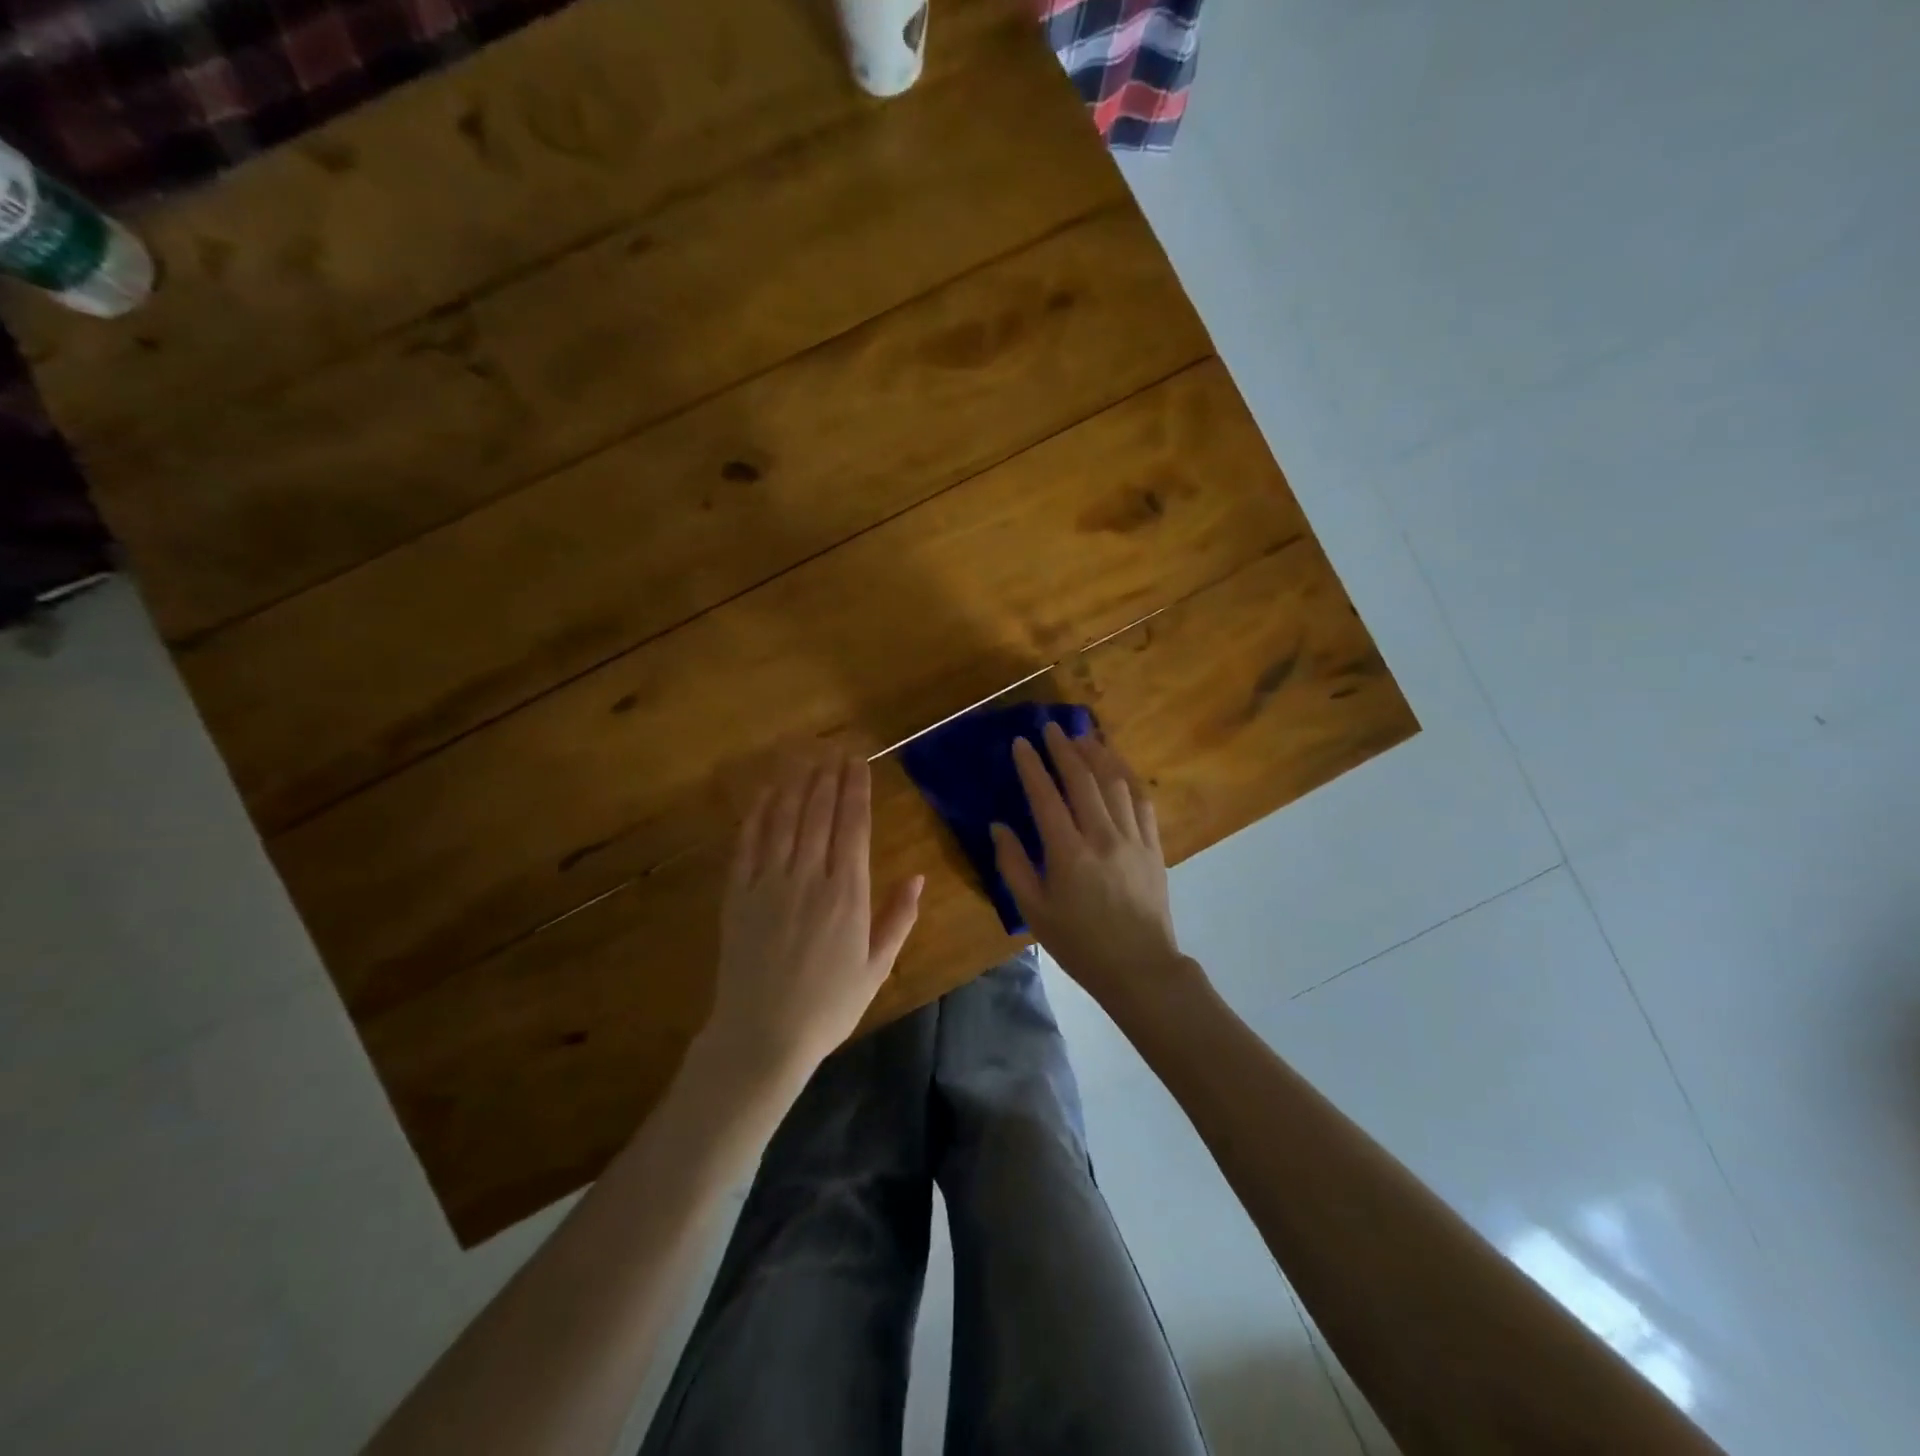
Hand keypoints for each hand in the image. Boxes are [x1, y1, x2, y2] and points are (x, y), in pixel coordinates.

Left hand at [705, 750, 922, 1077]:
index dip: (856, 790)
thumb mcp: (877, 967)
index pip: (854, 827)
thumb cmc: (828, 1005)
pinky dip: (758, 813)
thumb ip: (899, 919)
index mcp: (848, 894)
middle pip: (819, 814)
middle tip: (833, 748)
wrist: (762, 1036)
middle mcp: (809, 878)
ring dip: (796, 784)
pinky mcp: (738, 894)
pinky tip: (766, 793)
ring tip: (804, 757)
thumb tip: (920, 877)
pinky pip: (748, 843)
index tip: (858, 762)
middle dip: (828, 776)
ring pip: (785, 820)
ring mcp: (769, 883)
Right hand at [991, 722, 1191, 1009]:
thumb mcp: (1035, 912)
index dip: (1031, 766)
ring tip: (1083, 735)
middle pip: (1082, 780)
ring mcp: (1133, 838)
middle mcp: (1102, 836)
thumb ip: (1013, 866)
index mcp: (1068, 853)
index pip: (1046, 797)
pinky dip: (1128, 777)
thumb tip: (998, 827)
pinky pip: (1142, 801)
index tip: (1021, 742)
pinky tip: (1118, 766)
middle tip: (1051, 727)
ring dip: (1097, 754)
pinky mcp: (1154, 846)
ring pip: (1115, 783)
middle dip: (1064, 749)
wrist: (1140, 968)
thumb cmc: (1080, 944)